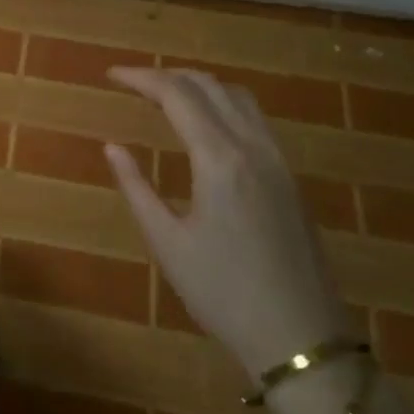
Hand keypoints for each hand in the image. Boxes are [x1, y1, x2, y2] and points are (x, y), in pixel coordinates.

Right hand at [105, 68, 350, 385]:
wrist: (302, 338)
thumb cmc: (224, 294)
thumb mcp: (168, 243)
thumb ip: (137, 187)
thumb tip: (112, 146)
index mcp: (219, 159)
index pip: (176, 95)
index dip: (141, 78)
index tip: (111, 75)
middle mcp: (252, 146)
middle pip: (208, 85)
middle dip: (167, 75)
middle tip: (133, 83)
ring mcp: (277, 160)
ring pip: (237, 96)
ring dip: (198, 84)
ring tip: (166, 95)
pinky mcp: (289, 176)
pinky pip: (254, 118)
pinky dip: (223, 102)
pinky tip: (207, 124)